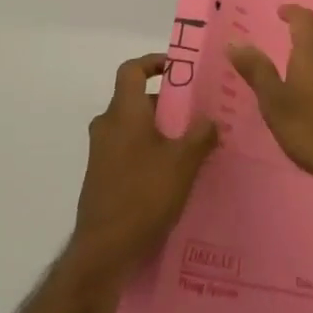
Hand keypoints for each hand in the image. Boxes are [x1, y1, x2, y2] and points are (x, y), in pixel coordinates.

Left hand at [72, 54, 218, 281]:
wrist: (104, 250)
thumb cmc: (143, 196)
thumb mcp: (182, 163)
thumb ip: (200, 136)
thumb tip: (211, 120)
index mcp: (123, 113)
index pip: (131, 70)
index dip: (153, 62)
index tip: (177, 68)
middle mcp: (107, 126)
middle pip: (135, 100)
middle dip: (166, 103)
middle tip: (197, 112)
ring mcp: (101, 153)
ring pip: (133, 127)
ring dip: (160, 130)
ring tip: (192, 144)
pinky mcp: (102, 176)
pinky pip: (129, 150)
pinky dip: (149, 151)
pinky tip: (174, 173)